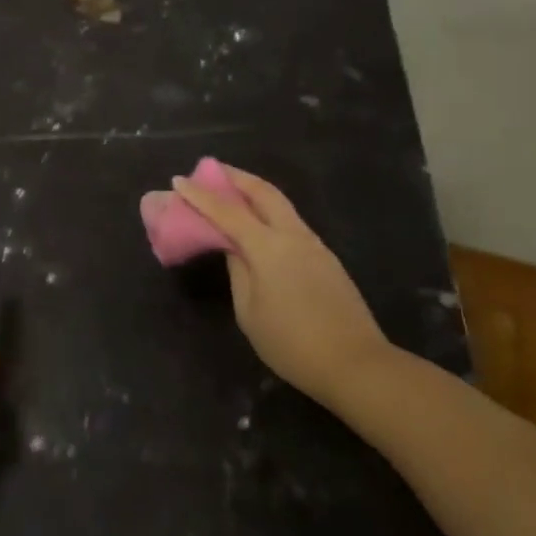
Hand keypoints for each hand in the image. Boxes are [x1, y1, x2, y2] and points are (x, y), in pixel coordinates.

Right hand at [172, 166, 395, 407]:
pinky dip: (268, 211)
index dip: (200, 195)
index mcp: (268, 247)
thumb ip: (238, 271)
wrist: (356, 365)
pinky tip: (258, 223)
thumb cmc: (292, 344)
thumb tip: (233, 248)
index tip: (178, 180)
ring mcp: (314, 244)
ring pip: (280, 204)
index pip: (227, 211)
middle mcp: (293, 235)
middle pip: (262, 192)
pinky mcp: (325, 258)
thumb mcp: (249, 312)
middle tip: (211, 171)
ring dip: (253, 192)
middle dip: (235, 177)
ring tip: (231, 192)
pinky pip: (290, 221)